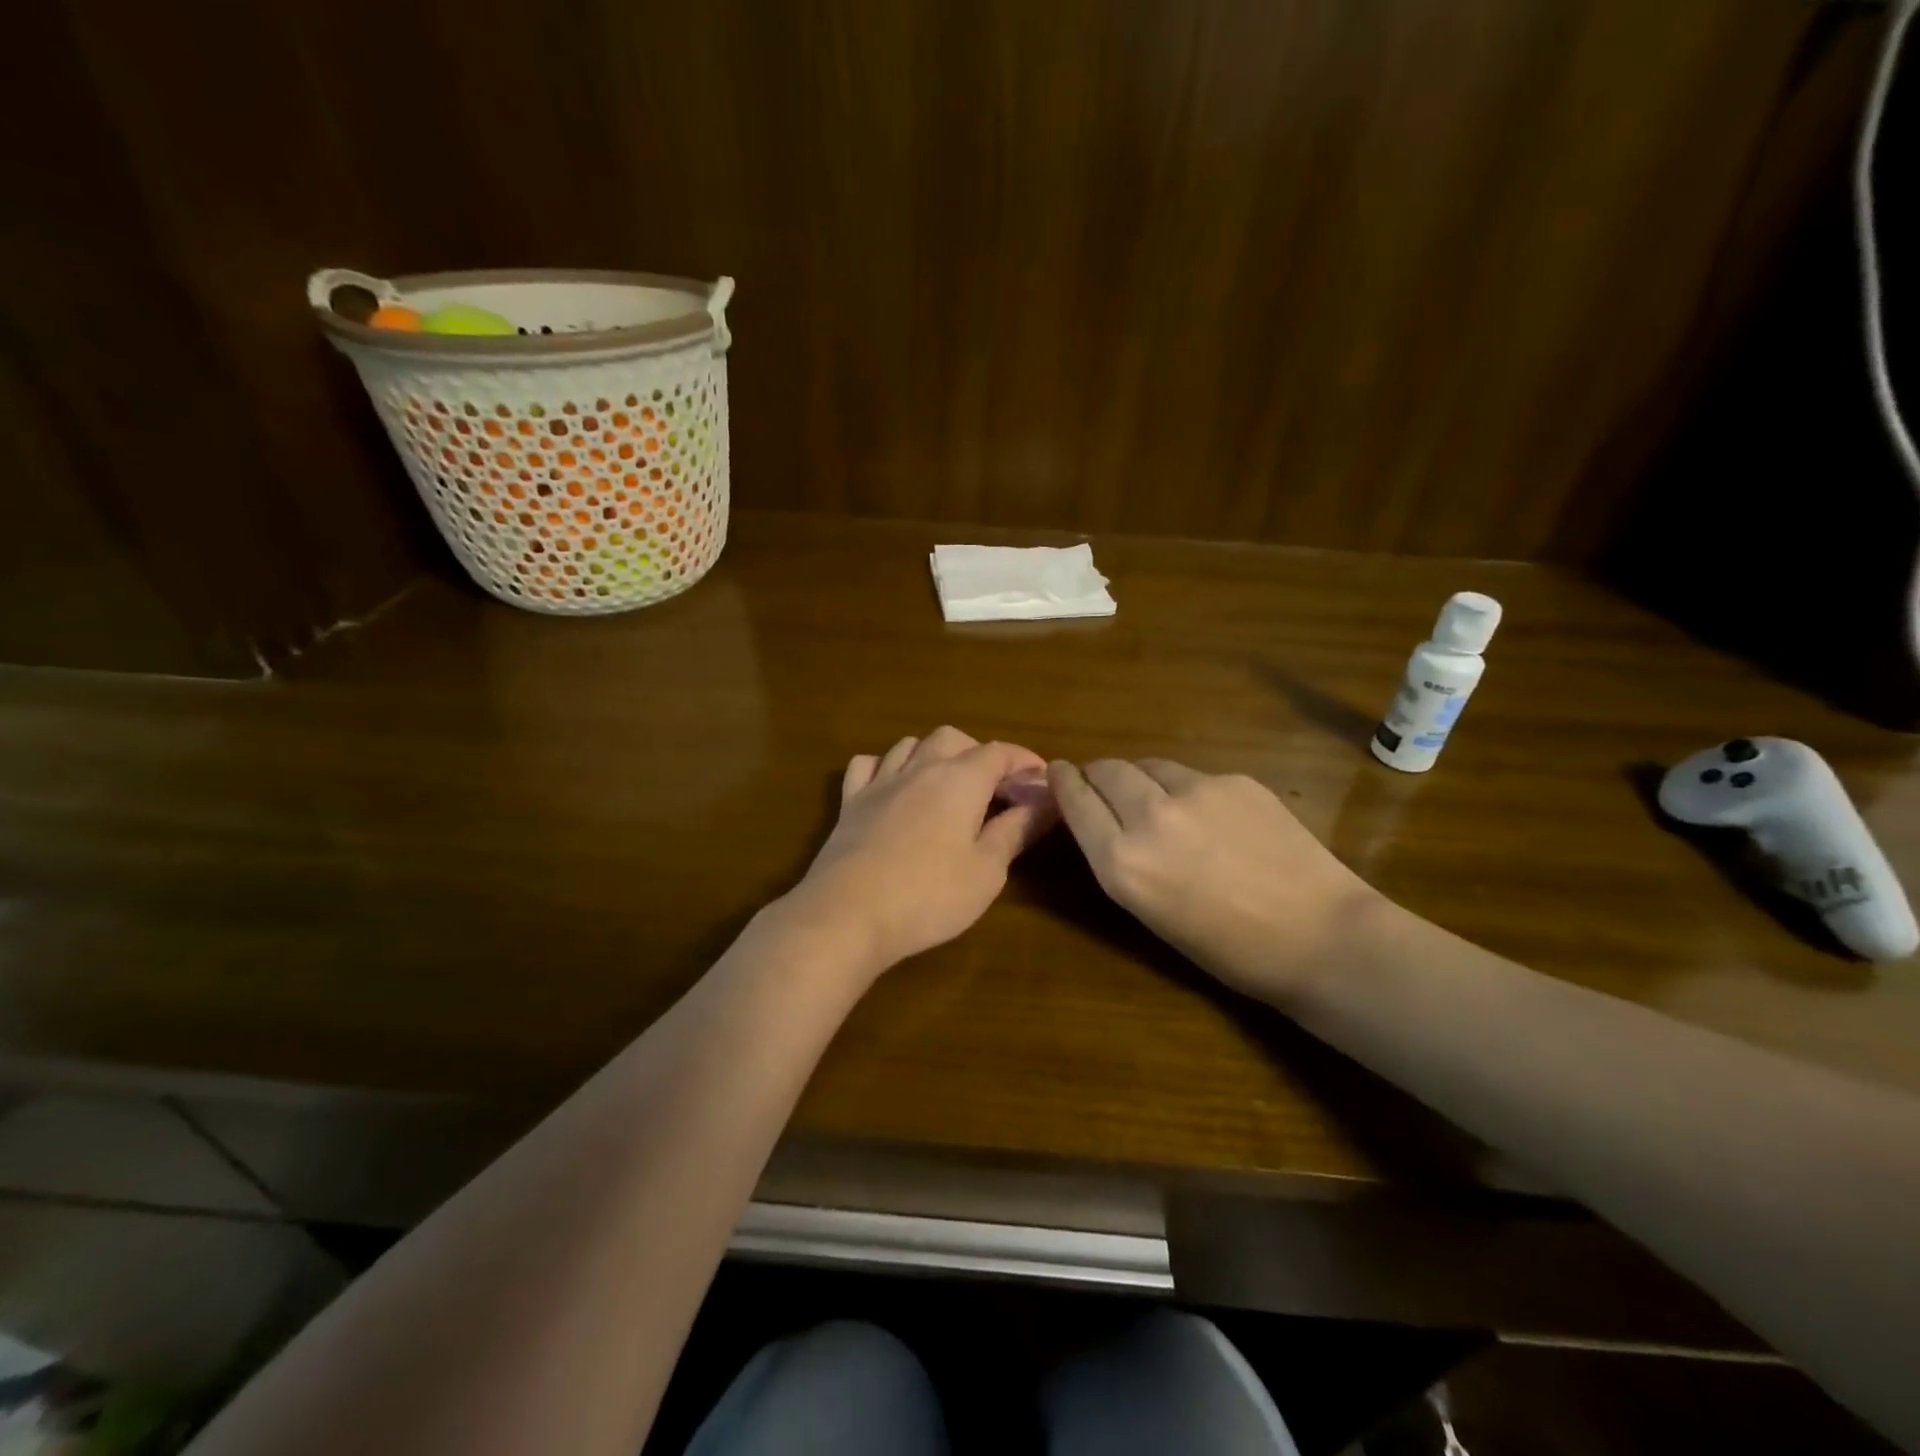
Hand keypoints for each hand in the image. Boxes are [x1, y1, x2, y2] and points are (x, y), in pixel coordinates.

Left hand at [784, 727, 1055, 976]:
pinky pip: (867, 765)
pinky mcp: (849, 803)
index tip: (1041, 781)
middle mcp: (919, 768)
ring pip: (909, 744)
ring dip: (934, 754)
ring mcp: (879, 782)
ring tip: (948, 784)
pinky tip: (894, 787)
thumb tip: (1047, 803)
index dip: (1024, 761)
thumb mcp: (987, 871)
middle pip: (952, 738)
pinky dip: (886, 766)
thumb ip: (1016, 831)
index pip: (999, 752)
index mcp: (960, 780)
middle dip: (979, 753)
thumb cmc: (929, 896)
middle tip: (995, 788)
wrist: (847, 914)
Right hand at [1048, 758, 1384, 1002]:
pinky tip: (1211, 817)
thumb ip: (1118, 858)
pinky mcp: (1235, 779)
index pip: (1074, 799)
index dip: (1062, 782)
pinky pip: (1193, 775)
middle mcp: (1149, 815)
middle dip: (1098, 775)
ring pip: (1148, 765)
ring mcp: (1195, 790)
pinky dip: (1186, 788)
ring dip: (1140, 778)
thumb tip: (1104, 819)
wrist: (1319, 937)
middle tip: (1104, 787)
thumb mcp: (1149, 911)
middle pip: (1106, 769)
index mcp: (1121, 860)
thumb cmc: (1227, 949)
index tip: (1058, 773)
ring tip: (1157, 801)